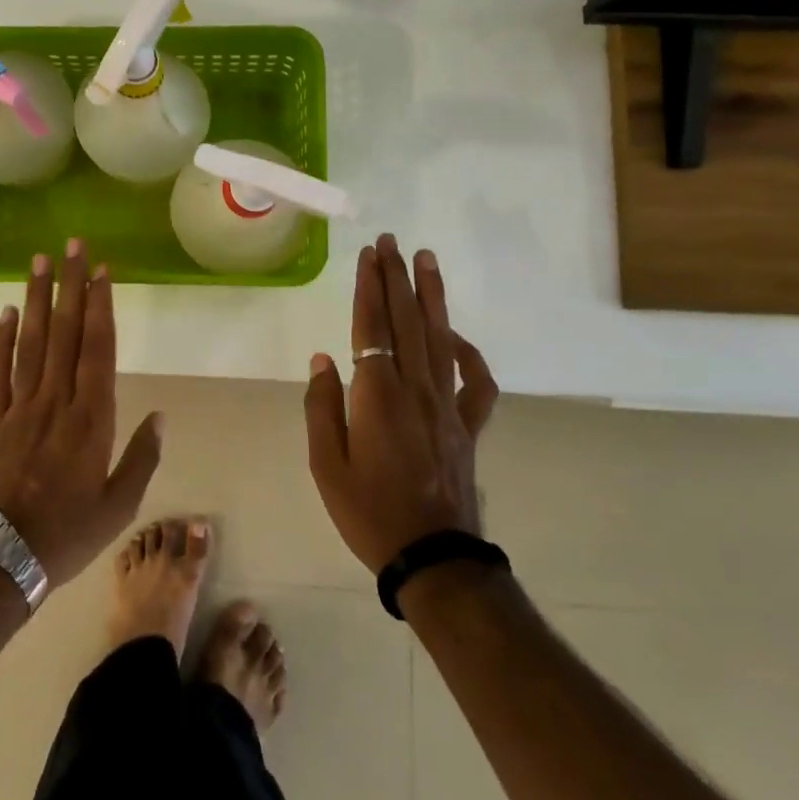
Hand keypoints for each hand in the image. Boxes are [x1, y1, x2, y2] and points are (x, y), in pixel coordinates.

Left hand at [0, 241, 161, 587]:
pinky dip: (0, 341)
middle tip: (72, 246)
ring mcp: (20, 408)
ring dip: (36, 300)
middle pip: (64, 333)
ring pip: (30, 343)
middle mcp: (56, 402)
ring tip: (39, 262)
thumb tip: (162, 416)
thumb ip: (142, 458)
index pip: (97, 349)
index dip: (100, 307)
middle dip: (70, 286)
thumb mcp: (119, 506)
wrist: (1, 560)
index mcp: (92, 419)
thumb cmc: (68, 534)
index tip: (102, 271)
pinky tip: (6, 313)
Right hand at [303, 234, 498, 573]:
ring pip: (440, 339)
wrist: (433, 558)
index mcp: (378, 396)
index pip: (372, 327)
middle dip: (397, 277)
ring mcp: (448, 406)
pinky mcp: (468, 426)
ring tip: (427, 261)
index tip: (368, 255)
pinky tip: (457, 337)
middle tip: (392, 241)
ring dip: (432, 297)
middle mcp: (416, 389)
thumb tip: (323, 359)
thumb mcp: (326, 465)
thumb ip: (322, 407)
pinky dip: (470, 354)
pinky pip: (476, 383)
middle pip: (407, 321)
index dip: (369, 288)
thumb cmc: (369, 512)